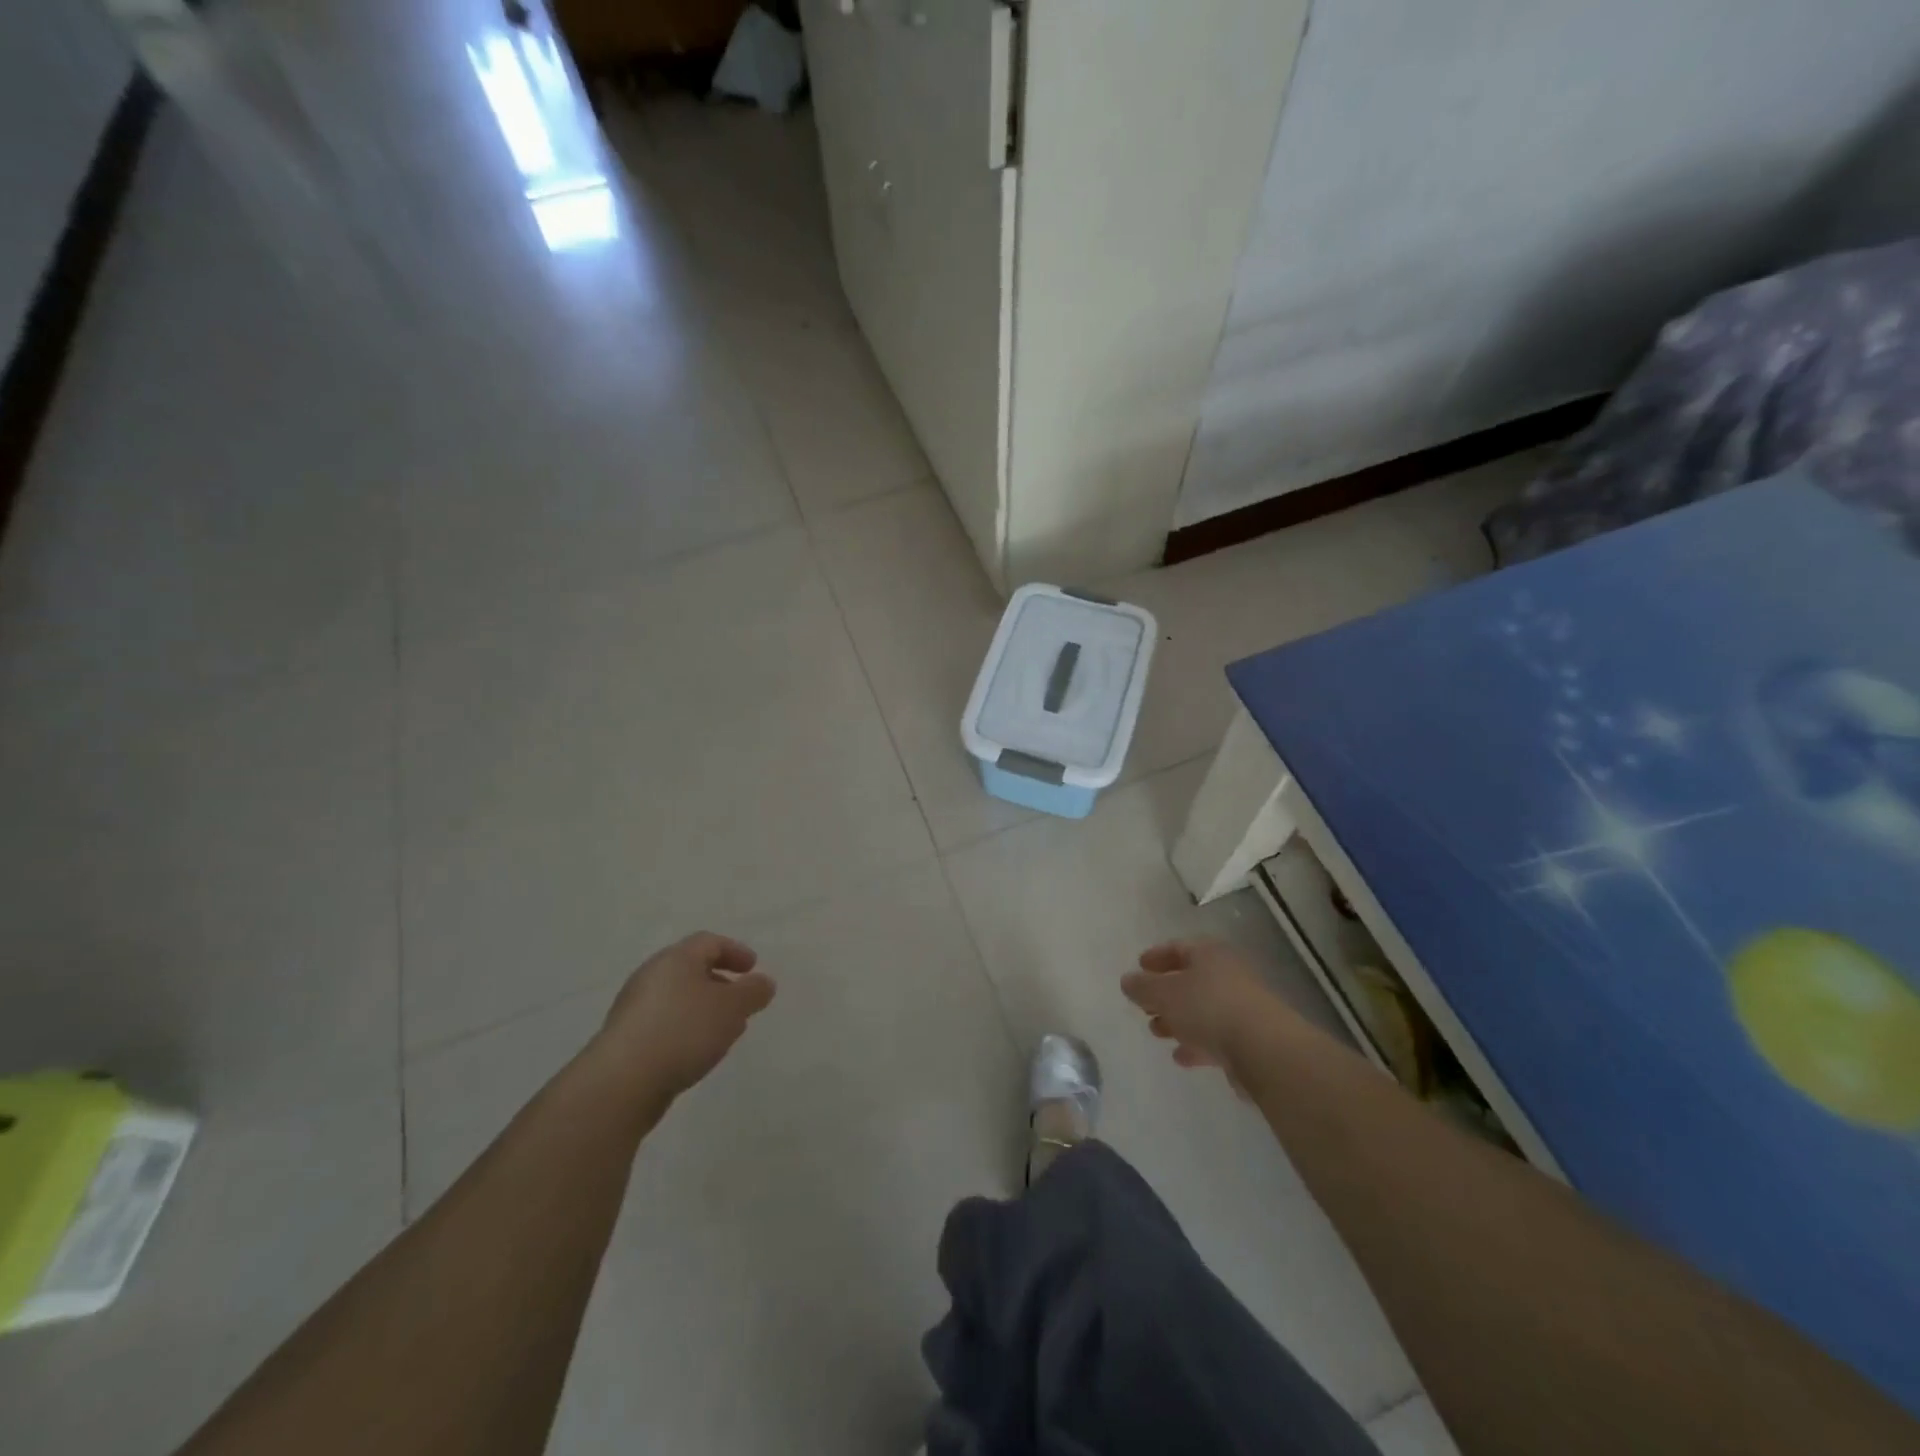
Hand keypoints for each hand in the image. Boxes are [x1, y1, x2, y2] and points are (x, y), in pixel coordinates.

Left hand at [592, 932, 775, 1101]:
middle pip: (691, 969)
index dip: (735, 951)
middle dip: (720, 983)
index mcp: (676, 959)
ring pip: (678, 999)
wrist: (621, 1083)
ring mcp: (635, 1009)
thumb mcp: (731, 1008)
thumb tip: (764, 982)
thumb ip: (753, 992)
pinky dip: (686, 1029)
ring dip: (704, 1009)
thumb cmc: (683, 1031)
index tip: (753, 968)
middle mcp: (651, 976)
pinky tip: (697, 1052)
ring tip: (725, 1032)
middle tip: (741, 1001)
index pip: (709, 942)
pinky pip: (665, 1024)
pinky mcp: (626, 1040)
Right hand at [1121, 938, 1292, 1078]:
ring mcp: (1242, 1007)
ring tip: (1157, 1032)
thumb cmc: (1208, 1008)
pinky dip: (1197, 1043)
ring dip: (1178, 1020)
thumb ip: (1142, 987)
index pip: (1178, 948)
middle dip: (1165, 993)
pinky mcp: (1250, 1038)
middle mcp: (1228, 974)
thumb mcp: (1164, 994)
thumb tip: (1128, 981)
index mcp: (1209, 954)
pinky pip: (1216, 1035)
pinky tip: (1182, 1057)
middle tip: (1144, 1005)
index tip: (1139, 966)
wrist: (1264, 1049)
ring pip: (1202, 1010)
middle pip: (1191, 980)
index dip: (1156, 956)